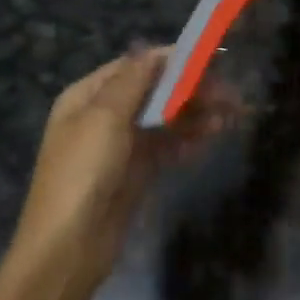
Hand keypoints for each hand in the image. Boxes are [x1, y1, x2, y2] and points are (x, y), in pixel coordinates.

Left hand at [9, 48, 226, 293]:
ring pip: (164, 120)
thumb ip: (133, 81)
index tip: (210, 59)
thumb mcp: (104, 118)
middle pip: (154, 92)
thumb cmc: (83, 173)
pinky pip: (166, 148)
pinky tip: (213, 138)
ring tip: (231, 116)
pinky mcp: (135, 173)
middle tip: (230, 95)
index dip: (172, 61)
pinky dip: (188, 140)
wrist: (68, 249)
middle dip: (190, 90)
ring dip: (196, 115)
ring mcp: (120, 146)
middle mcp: (103, 116)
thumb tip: (153, 50)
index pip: (135, 66)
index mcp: (87, 97)